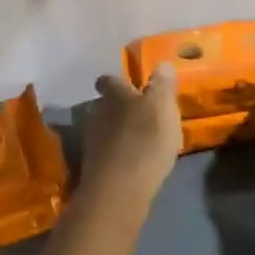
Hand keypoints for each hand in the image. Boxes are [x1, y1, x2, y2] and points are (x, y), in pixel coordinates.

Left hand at [80, 64, 181, 211]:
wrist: (119, 190)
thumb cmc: (144, 139)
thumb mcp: (162, 106)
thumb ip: (162, 84)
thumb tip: (162, 64)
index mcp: (114, 94)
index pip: (109, 80)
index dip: (118, 81)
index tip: (129, 85)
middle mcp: (97, 112)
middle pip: (105, 105)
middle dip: (120, 108)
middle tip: (141, 114)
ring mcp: (91, 141)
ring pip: (105, 129)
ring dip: (119, 132)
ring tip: (141, 140)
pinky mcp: (93, 168)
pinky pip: (108, 153)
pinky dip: (119, 154)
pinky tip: (134, 163)